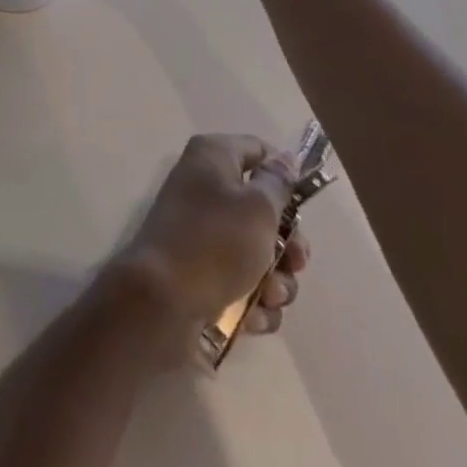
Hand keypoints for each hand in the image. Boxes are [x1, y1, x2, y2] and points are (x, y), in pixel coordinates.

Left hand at [112, 134, 308, 353]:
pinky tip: (252, 316)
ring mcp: (203, 232)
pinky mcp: (202, 272)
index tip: (305, 207)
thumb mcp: (257, 208)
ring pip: (258, 253)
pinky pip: (243, 283)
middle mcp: (206, 187)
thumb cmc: (215, 242)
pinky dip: (253, 301)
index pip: (258, 150)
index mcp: (213, 157)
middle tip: (295, 264)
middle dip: (287, 244)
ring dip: (274, 280)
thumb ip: (277, 184)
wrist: (162, 301)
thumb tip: (284, 159)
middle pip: (263, 209)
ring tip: (269, 295)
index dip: (284, 175)